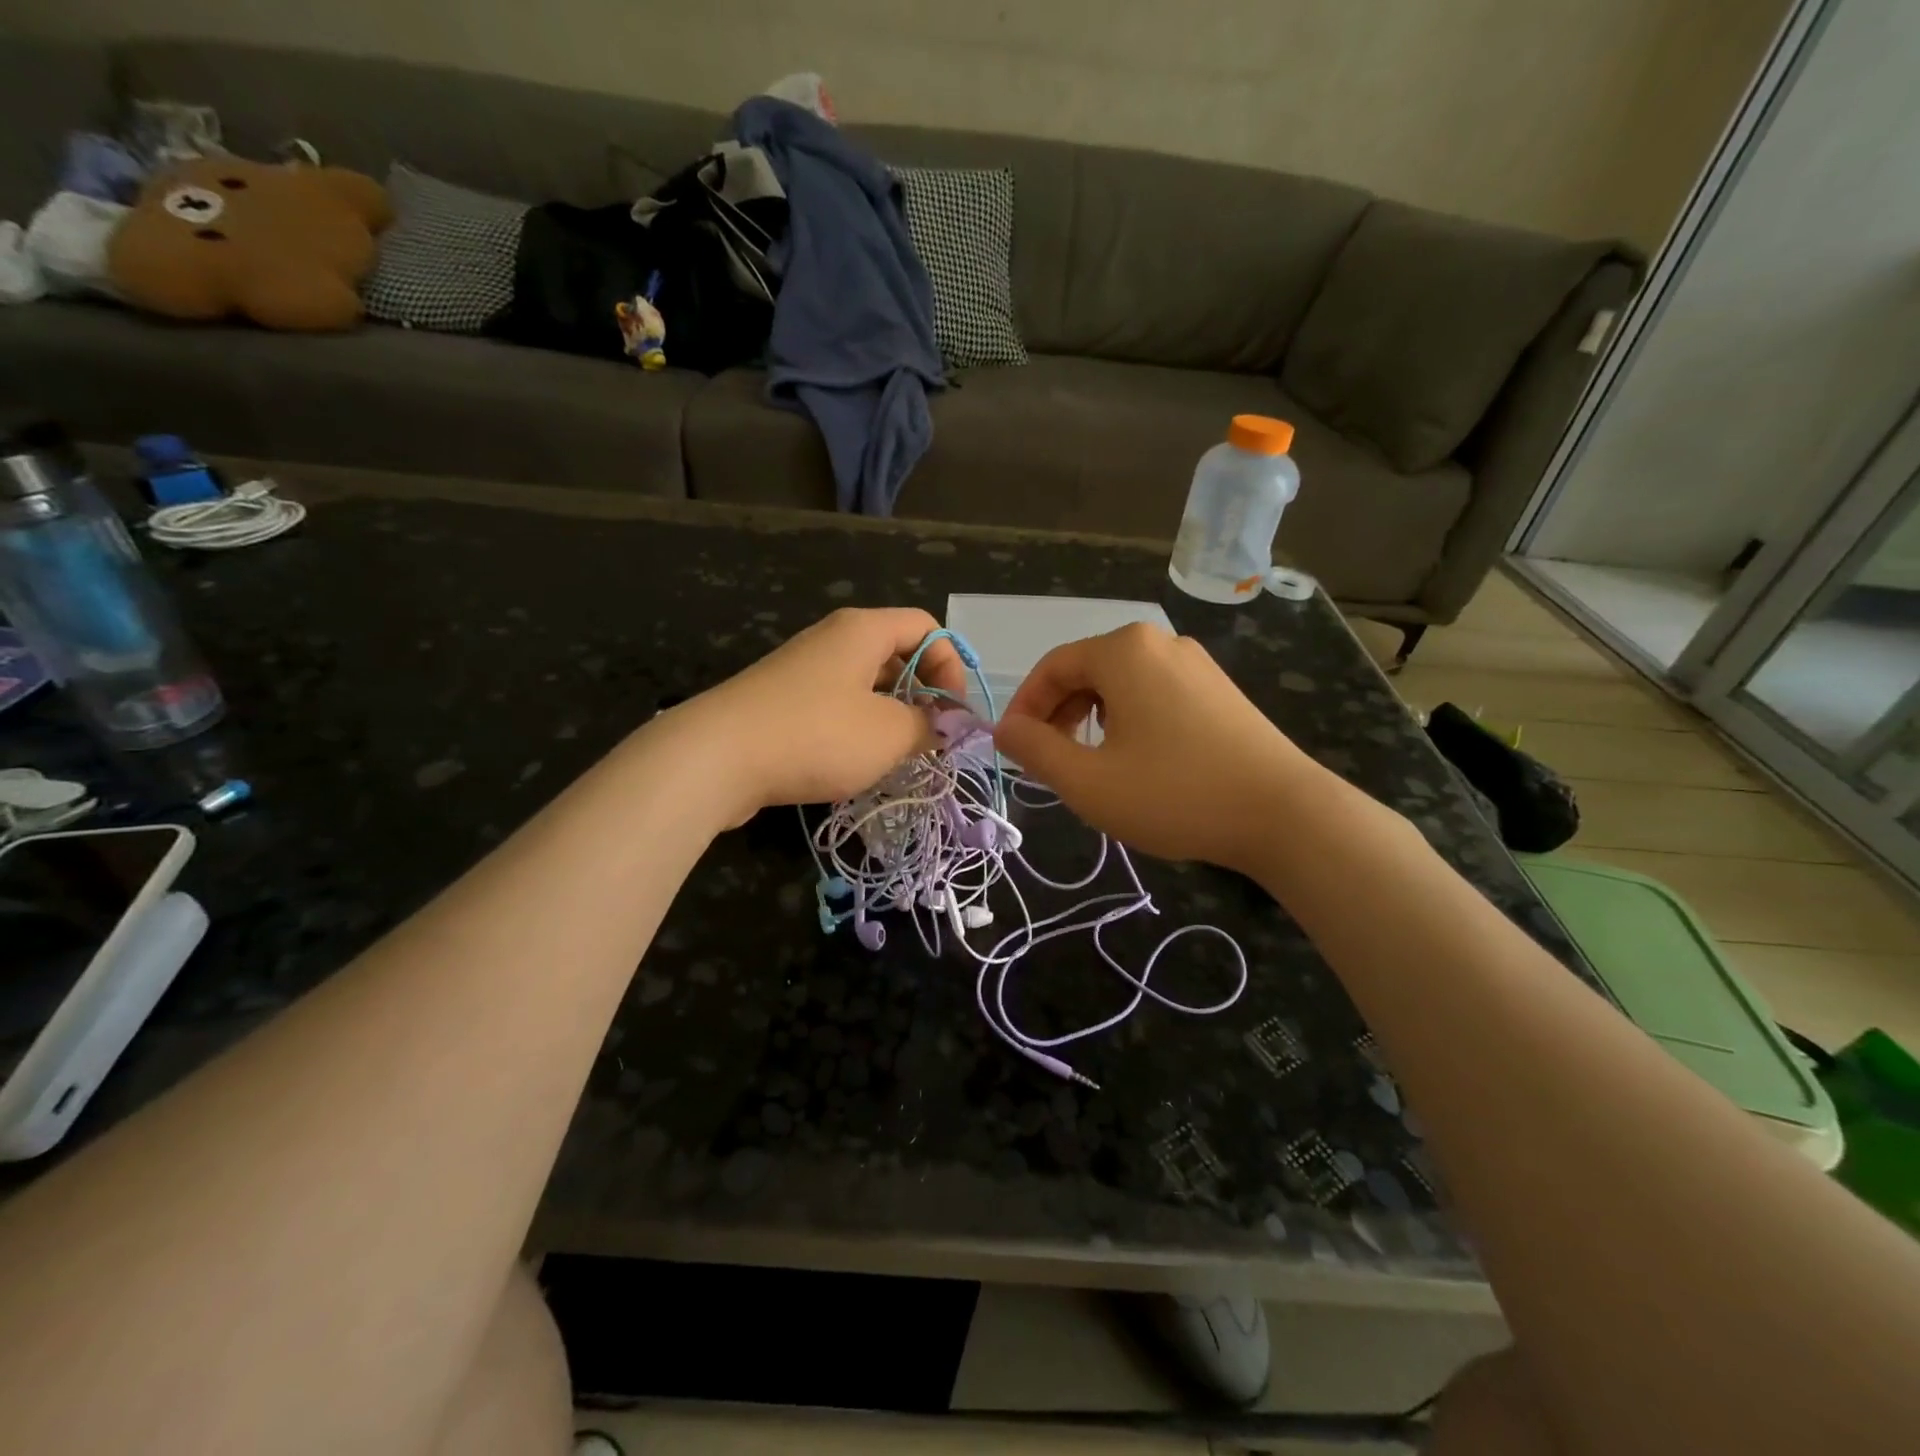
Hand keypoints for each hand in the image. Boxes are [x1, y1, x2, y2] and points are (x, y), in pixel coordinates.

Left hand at [676, 607, 966, 818]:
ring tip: (897, 756)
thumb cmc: (816, 735)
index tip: (953, 715)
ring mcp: (802, 670)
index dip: (952, 667)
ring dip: (890, 717)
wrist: (716, 758)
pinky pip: (835, 705)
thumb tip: (948, 725)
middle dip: (922, 695)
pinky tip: (856, 764)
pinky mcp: (781, 702)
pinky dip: (856, 729)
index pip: (927, 627)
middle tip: (930, 739)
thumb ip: (930, 726)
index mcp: (863, 630)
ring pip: (865, 685)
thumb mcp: (889, 734)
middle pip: (896, 654)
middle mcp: (832, 640)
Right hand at [994, 623, 1313, 873]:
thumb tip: (1004, 730)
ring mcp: (1196, 664)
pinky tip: (1135, 758)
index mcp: (1124, 651)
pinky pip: (1154, 693)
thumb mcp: (1087, 780)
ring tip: (1088, 762)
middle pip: (1087, 670)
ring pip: (1121, 683)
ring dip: (1090, 717)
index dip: (1024, 707)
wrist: (1283, 814)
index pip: (1053, 667)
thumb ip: (1034, 750)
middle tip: (1048, 759)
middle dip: (1057, 713)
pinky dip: (1127, 719)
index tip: (1012, 748)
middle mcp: (1160, 643)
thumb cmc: (1174, 793)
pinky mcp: (1218, 689)